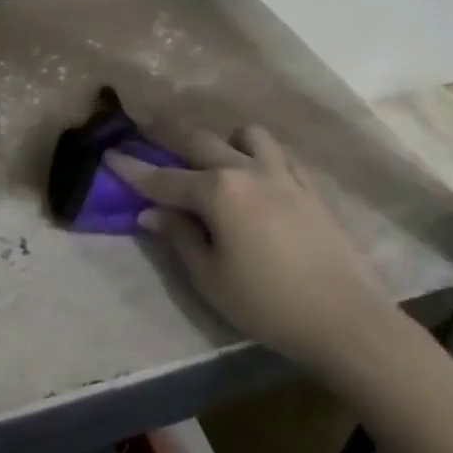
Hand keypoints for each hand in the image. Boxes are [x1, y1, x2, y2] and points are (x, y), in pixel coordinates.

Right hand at [107, 125, 402, 377]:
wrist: (342, 317)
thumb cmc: (265, 303)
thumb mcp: (209, 277)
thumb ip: (178, 236)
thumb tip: (150, 212)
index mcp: (217, 191)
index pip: (164, 177)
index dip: (133, 169)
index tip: (109, 154)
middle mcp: (247, 170)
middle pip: (201, 142)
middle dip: (170, 139)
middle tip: (151, 138)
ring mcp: (283, 174)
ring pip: (247, 135)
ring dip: (225, 141)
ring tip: (217, 164)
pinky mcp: (309, 186)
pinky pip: (279, 154)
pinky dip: (260, 156)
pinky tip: (257, 178)